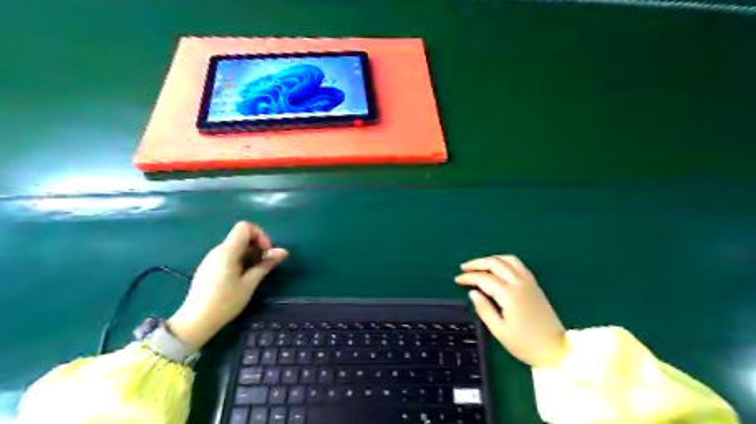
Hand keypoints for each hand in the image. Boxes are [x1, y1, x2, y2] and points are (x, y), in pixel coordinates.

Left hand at [165, 222, 287, 351]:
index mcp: (227, 251)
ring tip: (254, 274)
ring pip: (235, 247)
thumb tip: (284, 251)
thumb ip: (266, 264)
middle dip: (257, 246)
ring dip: (249, 254)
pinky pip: (227, 256)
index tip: (265, 252)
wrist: (196, 321)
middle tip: (264, 265)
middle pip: (241, 236)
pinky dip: (239, 260)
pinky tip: (241, 278)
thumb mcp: (250, 283)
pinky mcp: (209, 268)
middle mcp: (217, 250)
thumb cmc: (226, 302)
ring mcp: (211, 259)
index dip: (259, 234)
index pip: (244, 227)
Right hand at [454, 255, 566, 366]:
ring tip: (479, 265)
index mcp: (509, 295)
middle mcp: (519, 283)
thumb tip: (473, 292)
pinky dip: (504, 261)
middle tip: (464, 268)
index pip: (484, 278)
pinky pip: (518, 264)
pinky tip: (498, 268)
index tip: (457, 280)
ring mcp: (529, 282)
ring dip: (491, 259)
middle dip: (477, 263)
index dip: (469, 277)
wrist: (556, 350)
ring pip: (508, 260)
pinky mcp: (534, 285)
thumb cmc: (525, 344)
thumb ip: (484, 309)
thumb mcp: (499, 331)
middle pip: (496, 263)